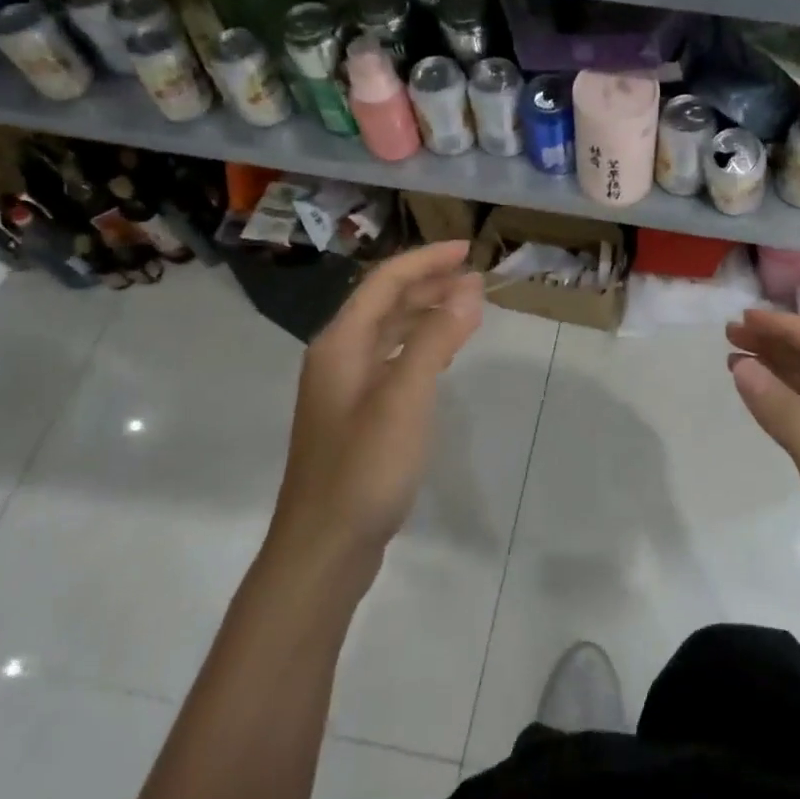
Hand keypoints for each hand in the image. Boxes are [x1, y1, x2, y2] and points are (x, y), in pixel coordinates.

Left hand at [269, 241, 484, 582]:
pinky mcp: (356, 416)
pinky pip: (392, 361)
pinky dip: (420, 346)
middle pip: (385, 303)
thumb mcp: (406, 397)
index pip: (385, 281)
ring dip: (426, 313)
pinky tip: (442, 355)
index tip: (469, 249)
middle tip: (476, 277)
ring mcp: (344, 388)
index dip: (427, 260)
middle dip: (429, 283)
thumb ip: (436, 338)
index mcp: (341, 343)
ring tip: (468, 307)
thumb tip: (469, 288)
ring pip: (388, 333)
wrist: (323, 548)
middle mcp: (337, 357)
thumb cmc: (364, 467)